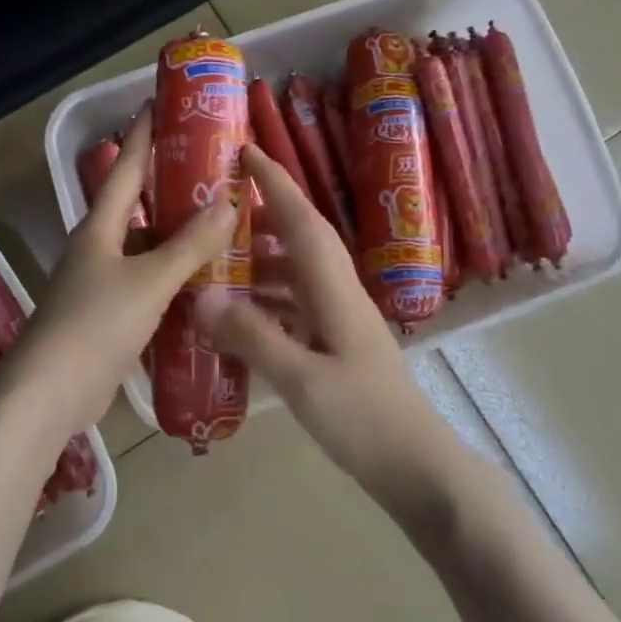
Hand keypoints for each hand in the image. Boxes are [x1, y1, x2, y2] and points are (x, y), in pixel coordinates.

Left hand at [0, 107, 240, 444]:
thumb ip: (189, 245)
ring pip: (148, 251)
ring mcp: (102, 285)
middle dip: (171, 189)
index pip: (125, 168)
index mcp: (100, 228)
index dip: (142, 135)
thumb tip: (229, 202)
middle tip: (215, 172)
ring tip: (224, 227)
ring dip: (179, 240)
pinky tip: (207, 285)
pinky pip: (149, 287)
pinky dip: (175, 280)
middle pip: (139, 209)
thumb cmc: (94, 325)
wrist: (49, 394)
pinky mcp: (110, 319)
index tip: (158, 103)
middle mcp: (99, 249)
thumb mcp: (148, 281)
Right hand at [201, 145, 444, 491]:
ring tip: (216, 260)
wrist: (418, 470)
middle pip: (300, 239)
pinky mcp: (336, 346)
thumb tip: (202, 295)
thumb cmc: (365, 421)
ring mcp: (340, 321)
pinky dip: (265, 300)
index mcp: (335, 291)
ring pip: (296, 274)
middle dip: (263, 214)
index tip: (246, 151)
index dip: (276, 182)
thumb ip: (252, 335)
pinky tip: (238, 315)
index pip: (303, 220)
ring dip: (260, 259)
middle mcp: (339, 295)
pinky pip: (295, 306)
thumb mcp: (302, 380)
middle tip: (215, 209)